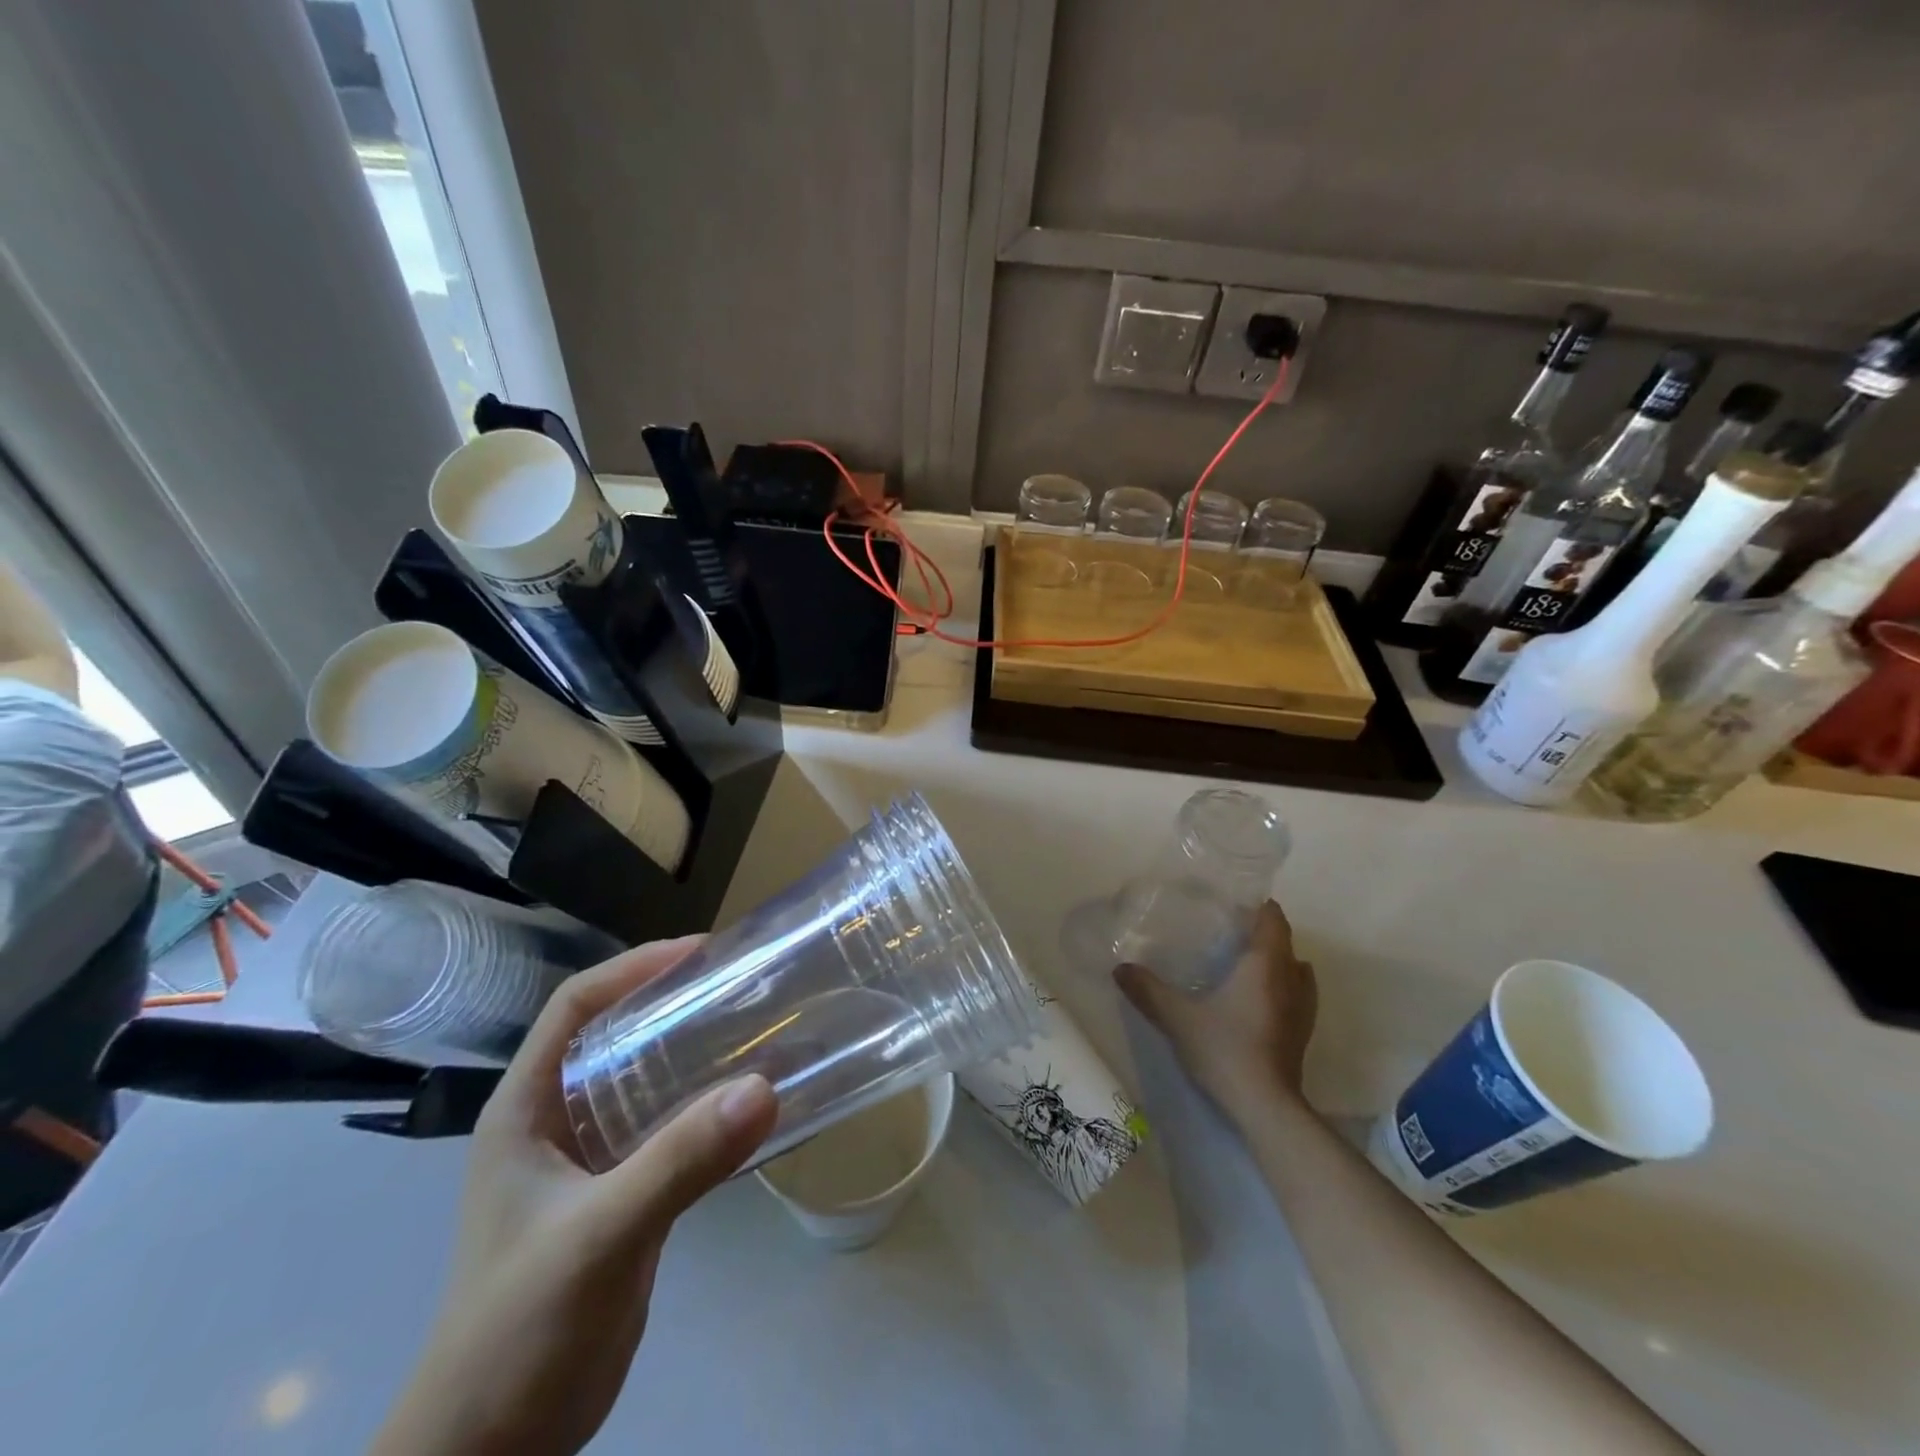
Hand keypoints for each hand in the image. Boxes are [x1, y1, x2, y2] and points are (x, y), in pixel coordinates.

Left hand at [372, 938, 778, 1455]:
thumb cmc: (518, 1330)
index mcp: (525, 1109)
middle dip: (673, 1002)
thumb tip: (764, 1086)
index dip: (633, 968)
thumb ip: (678, 1161)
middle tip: (741, 985)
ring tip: (756, 1029)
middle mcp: (555, 1122)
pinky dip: (704, 1107)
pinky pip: (666, 1129)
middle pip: (615, 1034)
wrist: (494, 1451)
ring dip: (694, 1053)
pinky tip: (747, 1104)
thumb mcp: (599, 1235)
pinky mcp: (620, 1196)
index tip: (700, 953)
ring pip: (645, 1081)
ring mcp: (588, 1161)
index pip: (575, 1007)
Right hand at [1115, 900, 1316, 1113]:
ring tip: (1243, 961)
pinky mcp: (1302, 1033)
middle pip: (1284, 941)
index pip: (1273, 919)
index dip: (1258, 906)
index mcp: (1265, 964)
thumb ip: (1148, 990)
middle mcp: (1291, 979)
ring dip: (1276, 959)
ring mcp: (1302, 1008)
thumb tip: (1120, 967)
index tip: (1233, 901)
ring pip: (1295, 968)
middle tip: (1226, 929)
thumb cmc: (1225, 1049)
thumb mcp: (1178, 1018)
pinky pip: (1297, 993)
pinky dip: (1282, 985)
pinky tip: (1258, 998)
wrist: (1266, 1108)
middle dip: (1261, 931)